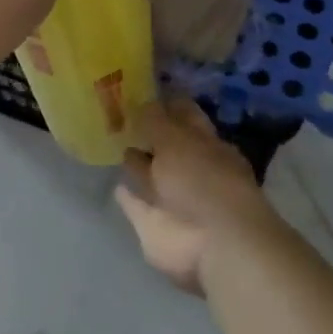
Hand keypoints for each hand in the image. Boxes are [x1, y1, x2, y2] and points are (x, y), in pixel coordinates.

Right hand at [115, 100, 285, 295]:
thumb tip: (142, 103)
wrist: (214, 244)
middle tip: (120, 115)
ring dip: (138, 164)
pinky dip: (129, 198)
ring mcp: (173, 198)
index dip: (167, 103)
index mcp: (205, 143)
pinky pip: (137, 205)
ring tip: (118, 146)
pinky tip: (118, 187)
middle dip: (149, 134)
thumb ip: (155, 121)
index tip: (142, 89)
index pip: (184, 114)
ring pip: (152, 175)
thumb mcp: (176, 138)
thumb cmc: (202, 180)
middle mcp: (191, 168)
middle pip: (167, 146)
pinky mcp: (155, 225)